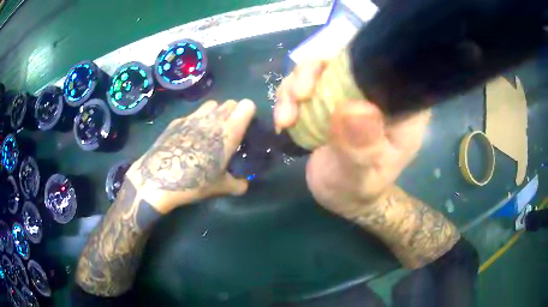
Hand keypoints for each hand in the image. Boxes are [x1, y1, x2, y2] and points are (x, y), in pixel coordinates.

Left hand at [126, 99, 256, 213]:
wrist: (158, 179)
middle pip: (230, 103)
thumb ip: (238, 185)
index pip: (247, 106)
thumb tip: (244, 185)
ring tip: (210, 130)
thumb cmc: (194, 182)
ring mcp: (193, 117)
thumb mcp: (220, 187)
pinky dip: (197, 120)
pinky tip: (189, 138)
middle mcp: (213, 118)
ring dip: (216, 113)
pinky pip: (193, 114)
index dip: (249, 114)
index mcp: (229, 131)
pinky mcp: (177, 121)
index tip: (246, 127)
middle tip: (229, 131)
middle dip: (233, 113)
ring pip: (212, 104)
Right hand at [275, 60, 430, 217]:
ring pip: (320, 69)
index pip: (383, 66)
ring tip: (285, 118)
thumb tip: (354, 109)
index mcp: (401, 107)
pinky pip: (307, 84)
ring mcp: (351, 93)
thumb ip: (362, 148)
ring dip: (294, 87)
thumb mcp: (362, 176)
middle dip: (312, 73)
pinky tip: (284, 120)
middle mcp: (377, 92)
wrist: (341, 196)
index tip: (323, 82)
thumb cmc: (359, 189)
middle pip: (344, 61)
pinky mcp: (330, 99)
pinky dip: (289, 97)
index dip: (352, 62)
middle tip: (296, 97)